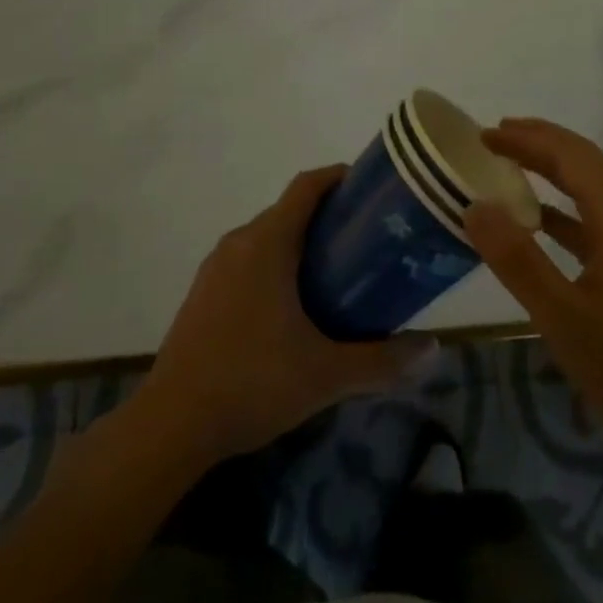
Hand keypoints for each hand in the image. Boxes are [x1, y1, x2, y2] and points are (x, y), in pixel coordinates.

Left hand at [138, 165, 435, 467]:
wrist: (170, 425)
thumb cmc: (252, 383)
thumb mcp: (325, 374)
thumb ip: (381, 361)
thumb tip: (433, 349)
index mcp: (267, 244)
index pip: (306, 187)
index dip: (338, 177)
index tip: (370, 187)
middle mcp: (238, 243)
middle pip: (288, 211)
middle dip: (327, 217)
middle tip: (365, 241)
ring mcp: (215, 268)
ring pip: (265, 237)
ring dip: (299, 243)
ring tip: (335, 273)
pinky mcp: (202, 293)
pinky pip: (246, 260)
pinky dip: (274, 264)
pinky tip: (291, 307)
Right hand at [465, 118, 602, 459]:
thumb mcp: (563, 318)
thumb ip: (518, 260)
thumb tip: (475, 206)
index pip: (572, 156)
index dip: (529, 138)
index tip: (486, 134)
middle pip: (585, 164)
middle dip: (539, 144)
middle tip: (493, 138)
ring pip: (591, 189)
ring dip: (551, 171)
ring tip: (510, 165)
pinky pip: (596, 219)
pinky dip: (563, 209)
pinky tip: (539, 222)